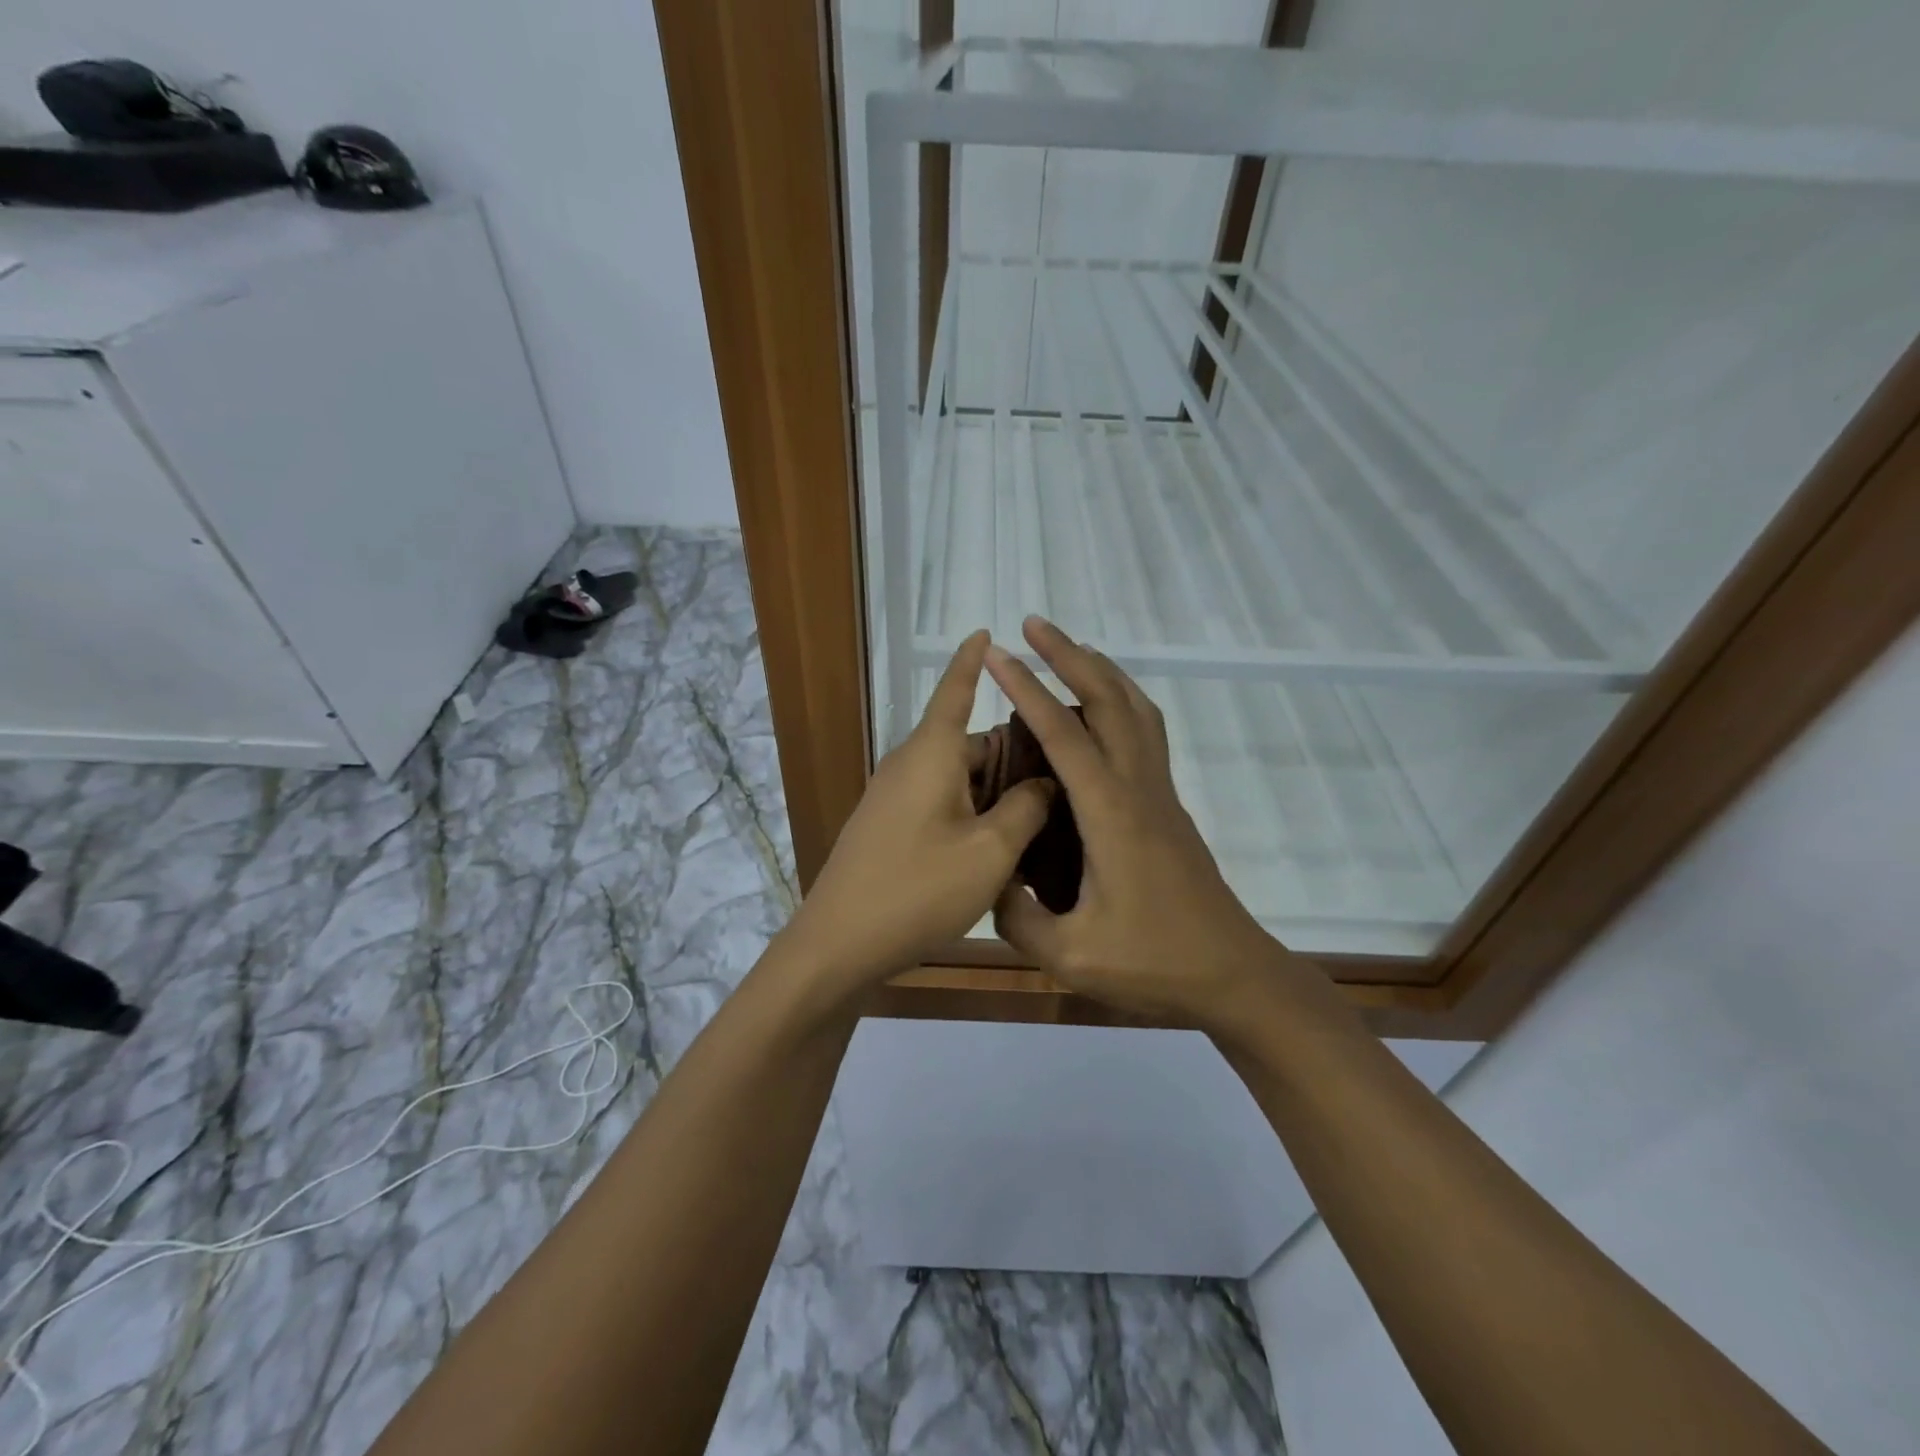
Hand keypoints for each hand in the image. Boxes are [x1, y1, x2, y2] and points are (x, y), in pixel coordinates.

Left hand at [780, 631, 1053, 999]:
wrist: (839, 944)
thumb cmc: (918, 889)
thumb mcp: (990, 851)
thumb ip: (1027, 809)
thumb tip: (1046, 781)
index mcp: (932, 753)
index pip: (955, 690)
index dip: (973, 660)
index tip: (985, 630)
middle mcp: (910, 765)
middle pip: (970, 742)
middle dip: (1014, 753)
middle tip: (1066, 773)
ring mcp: (895, 797)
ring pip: (958, 777)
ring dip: (997, 790)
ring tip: (1045, 813)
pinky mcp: (889, 827)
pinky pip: (941, 802)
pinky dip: (973, 811)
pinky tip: (1001, 843)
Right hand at [986, 617, 1310, 1025]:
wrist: (1233, 975)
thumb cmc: (1155, 964)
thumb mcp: (1071, 956)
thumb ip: (1018, 917)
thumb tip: (990, 879)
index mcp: (1111, 814)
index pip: (1064, 735)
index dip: (1027, 690)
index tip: (998, 655)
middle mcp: (1138, 789)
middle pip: (1108, 701)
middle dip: (1070, 656)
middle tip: (1032, 626)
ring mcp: (1160, 794)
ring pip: (1136, 710)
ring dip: (1102, 672)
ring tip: (1070, 650)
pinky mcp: (1168, 806)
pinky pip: (1146, 733)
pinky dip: (1123, 701)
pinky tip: (1105, 710)